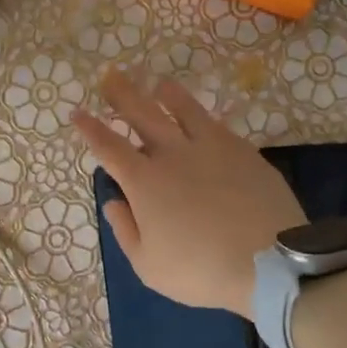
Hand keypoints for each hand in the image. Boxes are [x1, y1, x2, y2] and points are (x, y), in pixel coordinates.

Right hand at [72, 71, 303, 316]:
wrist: (268, 263)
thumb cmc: (200, 270)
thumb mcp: (148, 265)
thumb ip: (125, 230)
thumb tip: (114, 201)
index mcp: (145, 182)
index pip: (109, 147)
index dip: (91, 129)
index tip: (78, 113)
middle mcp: (174, 154)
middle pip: (143, 114)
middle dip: (123, 95)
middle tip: (111, 76)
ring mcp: (212, 147)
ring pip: (184, 109)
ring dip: (167, 94)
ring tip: (159, 84)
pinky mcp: (244, 151)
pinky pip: (217, 125)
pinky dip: (202, 117)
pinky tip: (202, 118)